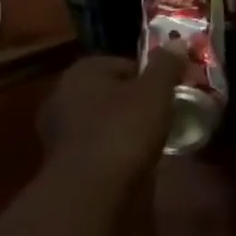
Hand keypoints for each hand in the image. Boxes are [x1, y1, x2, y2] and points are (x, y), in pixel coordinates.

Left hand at [38, 50, 183, 183]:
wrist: (89, 193)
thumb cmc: (123, 130)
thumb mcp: (155, 92)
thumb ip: (166, 65)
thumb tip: (178, 42)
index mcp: (83, 69)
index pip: (125, 65)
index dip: (150, 78)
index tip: (168, 94)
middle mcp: (63, 93)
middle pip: (110, 92)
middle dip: (133, 103)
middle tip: (160, 118)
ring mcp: (57, 130)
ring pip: (100, 121)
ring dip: (120, 129)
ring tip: (147, 144)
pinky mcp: (58, 163)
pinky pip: (93, 147)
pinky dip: (108, 152)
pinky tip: (127, 164)